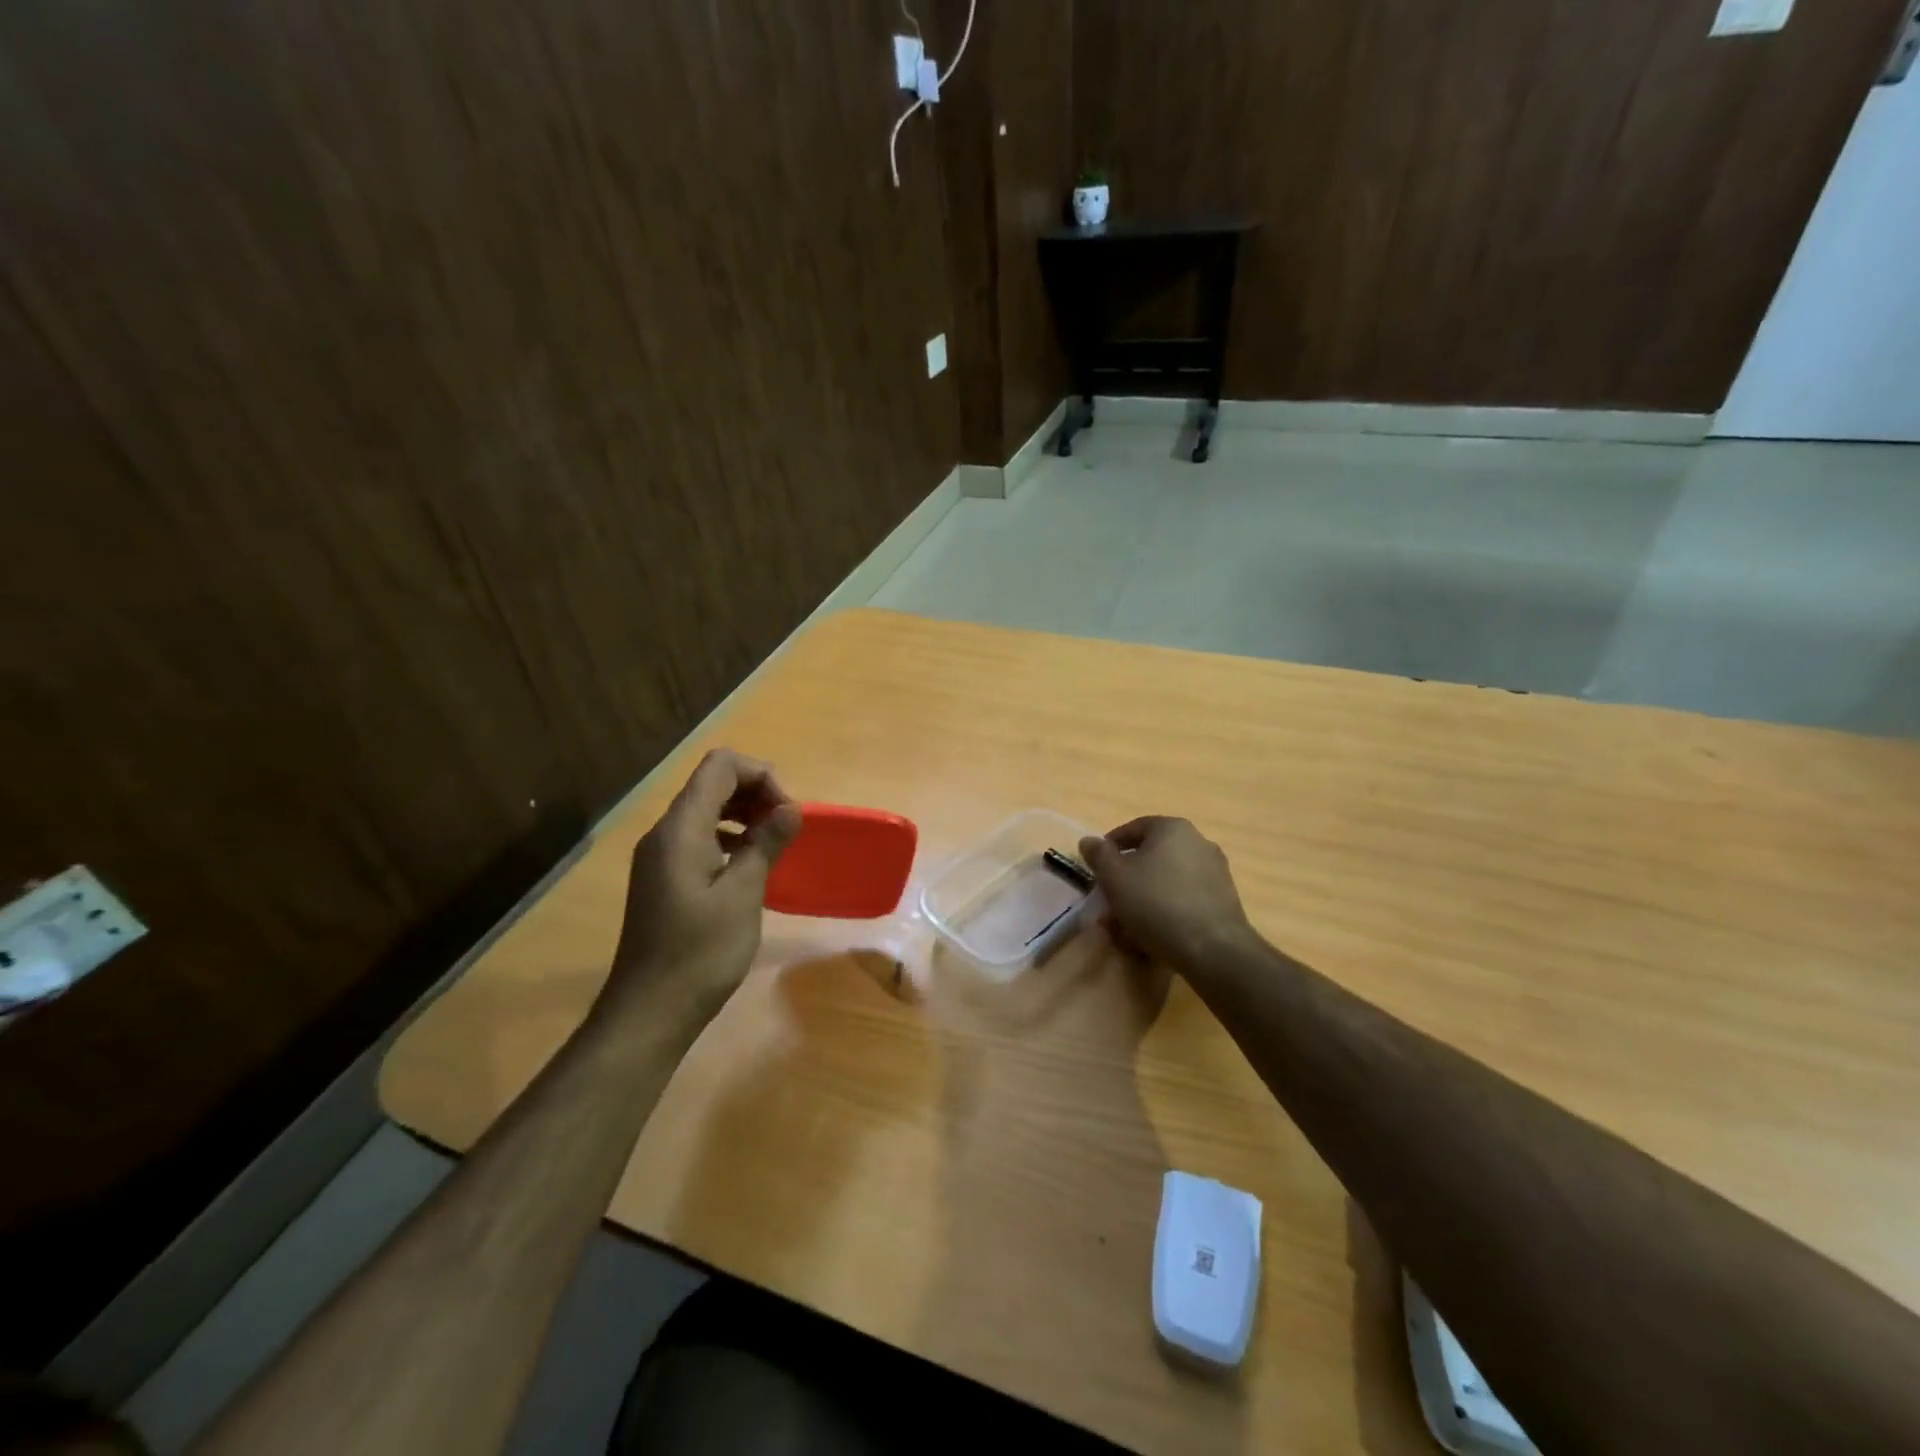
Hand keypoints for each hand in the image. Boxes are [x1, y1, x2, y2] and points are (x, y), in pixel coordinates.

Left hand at [603, 749, 801, 1026]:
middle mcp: (665, 833)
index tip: (786, 813)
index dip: (761, 775)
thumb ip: (766, 844)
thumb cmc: (700, 952)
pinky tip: (750, 868)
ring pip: (706, 811)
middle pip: (713, 784)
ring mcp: (660, 856)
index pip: (721, 766)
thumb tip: (791, 809)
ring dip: (745, 816)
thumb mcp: (743, 895)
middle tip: (786, 829)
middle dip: (756, 793)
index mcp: (681, 828)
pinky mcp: (663, 878)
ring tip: (774, 846)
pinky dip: (730, 839)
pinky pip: (699, 838)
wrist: (649, 1011)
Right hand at [1078, 817, 1256, 972]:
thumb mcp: (1114, 877)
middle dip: (1125, 883)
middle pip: (1150, 859)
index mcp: (1172, 829)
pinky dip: (1164, 914)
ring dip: (1141, 903)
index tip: (1095, 871)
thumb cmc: (1156, 903)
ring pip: (1165, 884)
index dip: (1109, 848)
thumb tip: (1089, 841)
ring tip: (1123, 931)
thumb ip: (1099, 855)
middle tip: (1107, 905)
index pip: (1132, 829)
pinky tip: (1149, 939)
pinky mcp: (1223, 902)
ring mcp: (1214, 873)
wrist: (1213, 949)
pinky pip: (1183, 901)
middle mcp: (1198, 843)